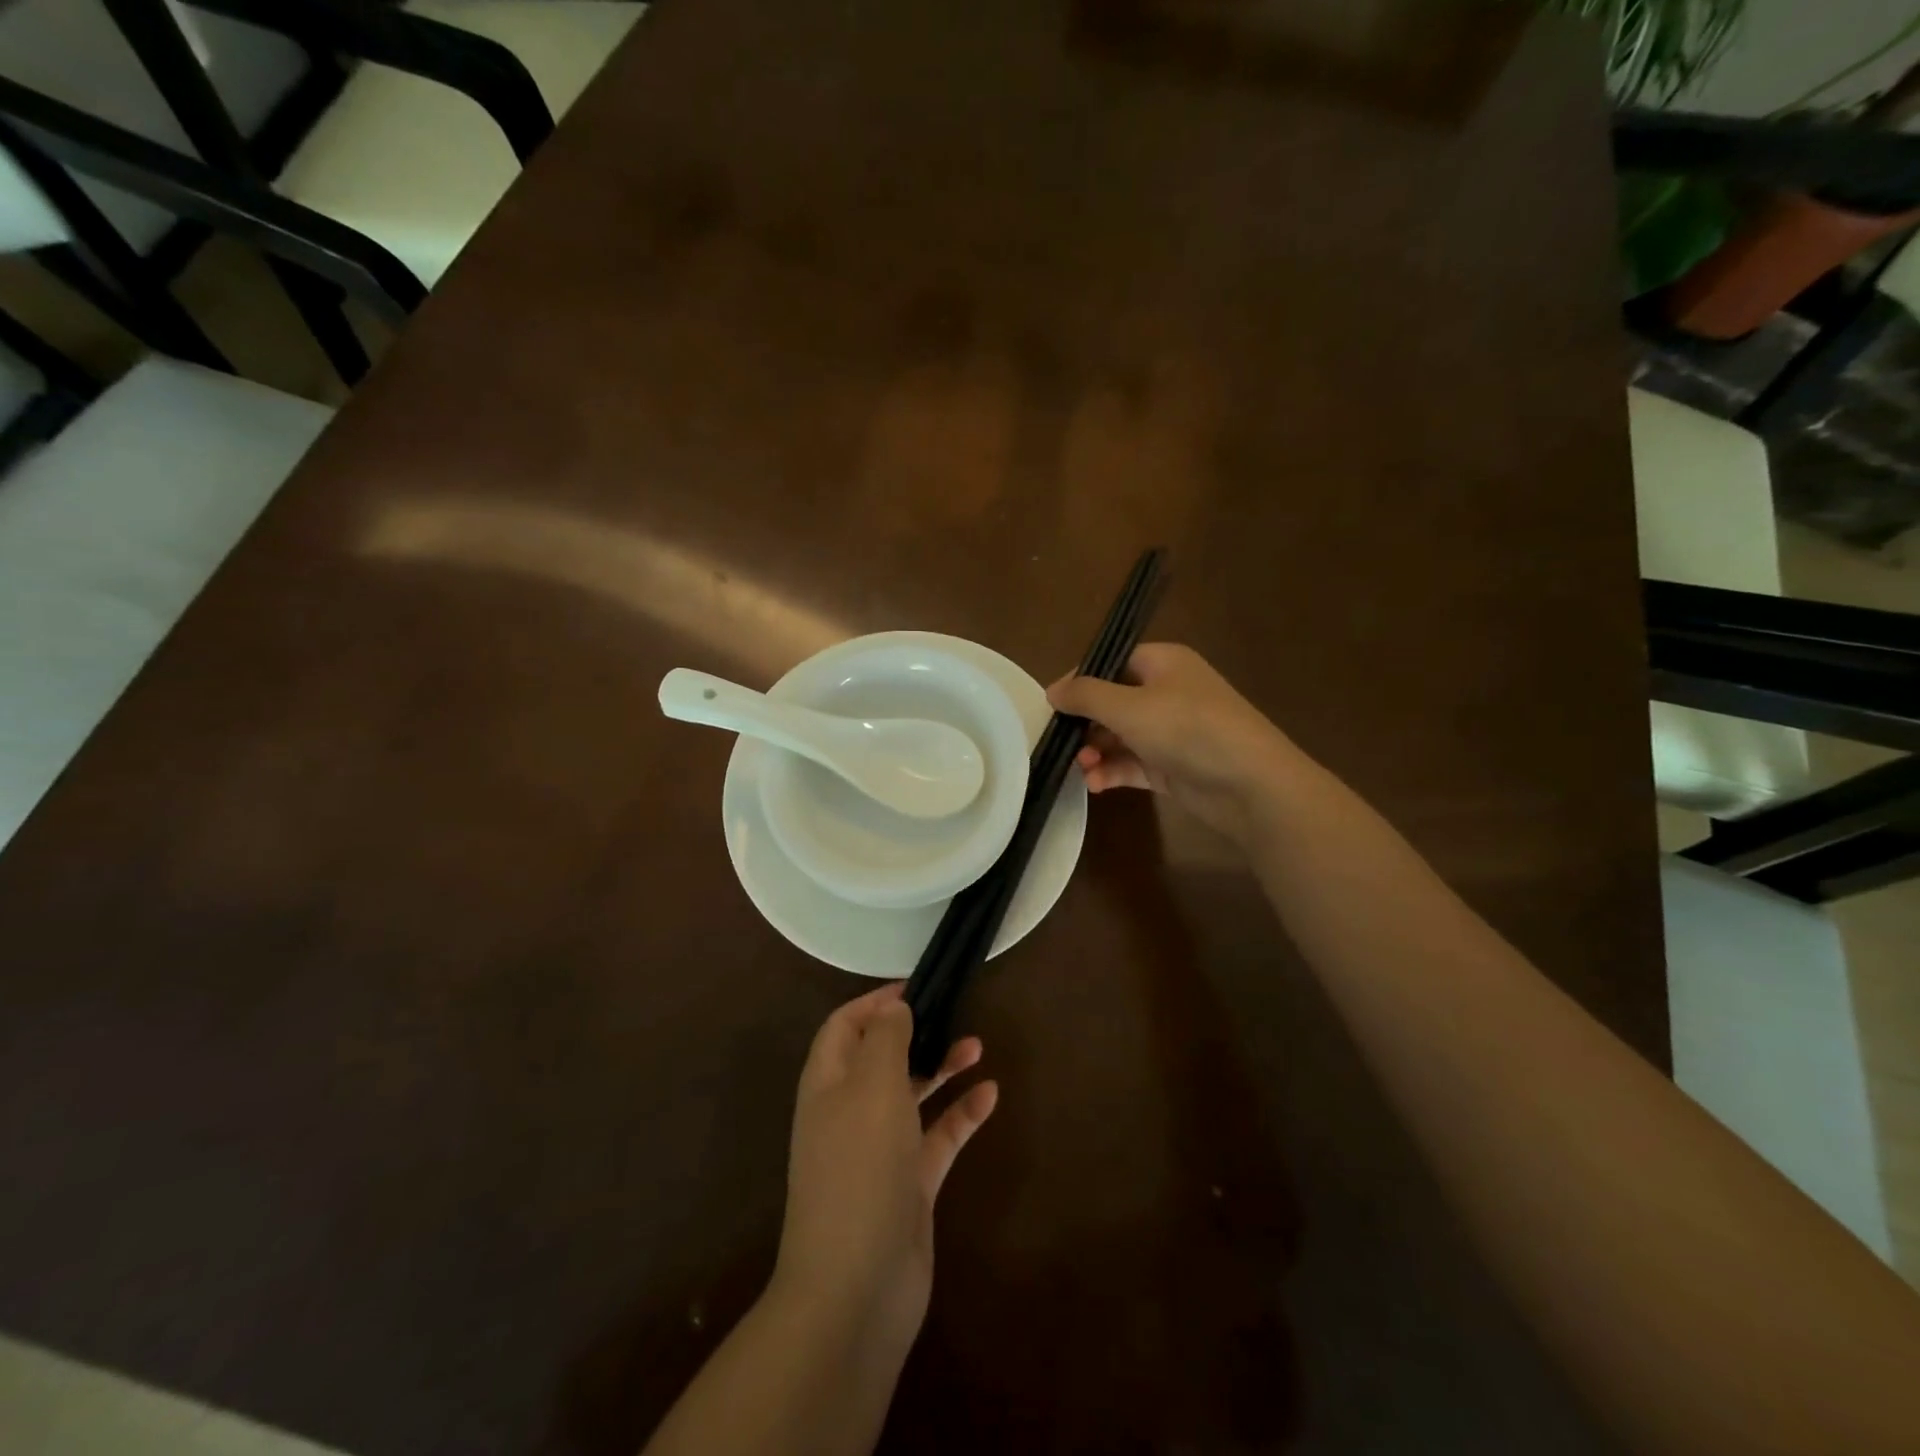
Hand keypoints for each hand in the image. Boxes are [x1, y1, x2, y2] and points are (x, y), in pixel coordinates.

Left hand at [772, 983, 997, 1360]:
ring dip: (942, 1068)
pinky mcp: (909, 1186)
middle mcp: (849, 1113)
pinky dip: (961, 1115)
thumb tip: (894, 1007)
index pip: (844, 1027)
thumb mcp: (872, 1086)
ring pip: (912, 1095)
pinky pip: (937, 1138)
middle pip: (881, 1058)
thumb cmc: (859, 1168)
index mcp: (828, 1084)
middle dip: (915, 1032)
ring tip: (978, 1045)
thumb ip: (886, 1039)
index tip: (917, 987)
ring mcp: (879, 1152)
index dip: (875, 1002)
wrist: (856, 1288)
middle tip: (953, 1013)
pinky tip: (990, 1096)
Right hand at [1047, 643, 1298, 849]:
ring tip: (1083, 769)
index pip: (1111, 663)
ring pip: (1120, 736)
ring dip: (1096, 751)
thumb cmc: (1187, 729)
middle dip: (1085, 724)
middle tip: (1064, 744)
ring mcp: (1172, 731)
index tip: (1053, 706)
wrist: (1250, 784)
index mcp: (1163, 663)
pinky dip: (1113, 771)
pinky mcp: (1173, 766)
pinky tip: (1096, 785)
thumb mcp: (1128, 706)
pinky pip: (1133, 763)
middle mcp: (1167, 693)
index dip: (1080, 681)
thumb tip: (1052, 690)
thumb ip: (1085, 695)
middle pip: (1113, 702)